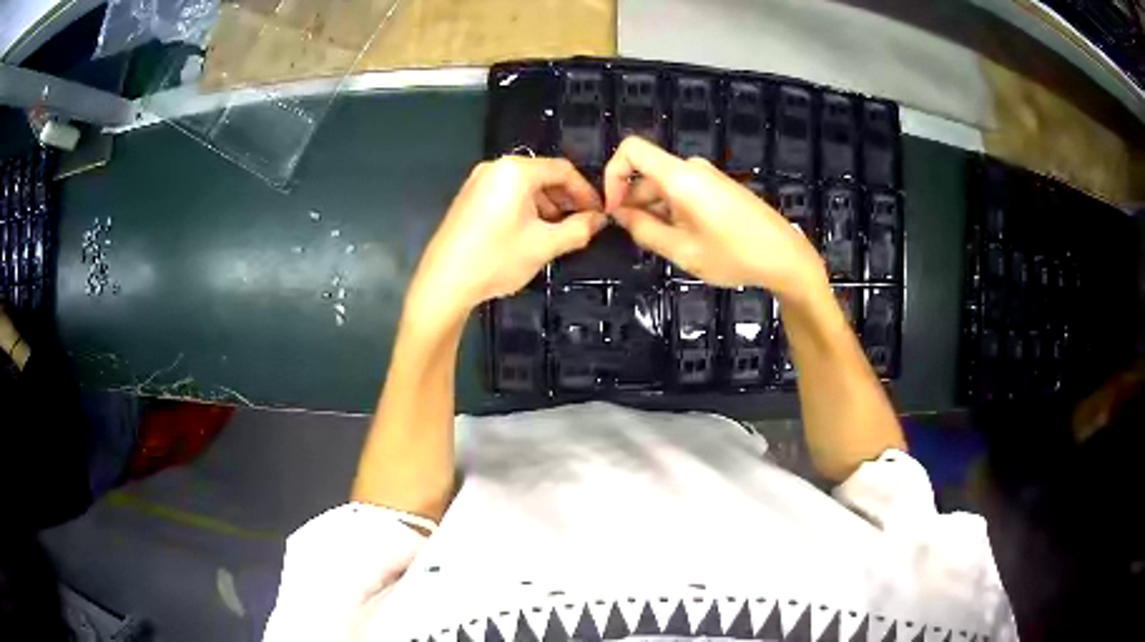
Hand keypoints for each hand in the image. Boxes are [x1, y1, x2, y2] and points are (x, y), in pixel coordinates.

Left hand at [407, 156, 604, 323]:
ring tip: (558, 232)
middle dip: (566, 199)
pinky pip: (507, 193)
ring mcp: (479, 181)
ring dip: (547, 205)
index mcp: (516, 171)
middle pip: (543, 175)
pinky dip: (525, 207)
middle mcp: (496, 168)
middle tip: (582, 224)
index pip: (563, 170)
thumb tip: (599, 220)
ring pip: (525, 186)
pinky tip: (531, 232)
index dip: (586, 191)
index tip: (599, 213)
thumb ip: (578, 229)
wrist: (445, 281)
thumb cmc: (496, 259)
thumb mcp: (545, 245)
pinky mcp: (469, 197)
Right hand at [604, 137, 827, 301]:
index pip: (631, 149)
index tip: (613, 209)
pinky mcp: (719, 188)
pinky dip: (672, 212)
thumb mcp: (682, 250)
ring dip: (655, 212)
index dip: (612, 175)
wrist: (786, 256)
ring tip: (668, 247)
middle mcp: (692, 168)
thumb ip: (644, 230)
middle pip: (646, 173)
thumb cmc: (734, 254)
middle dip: (634, 204)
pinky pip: (683, 192)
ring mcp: (708, 177)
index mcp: (679, 176)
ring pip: (664, 187)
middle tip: (639, 241)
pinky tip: (686, 241)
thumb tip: (619, 214)